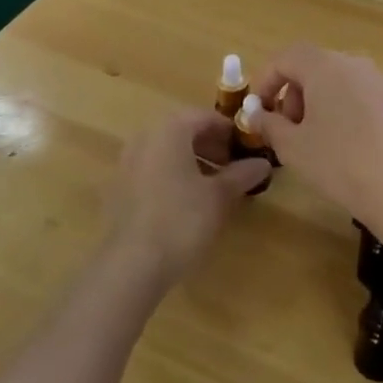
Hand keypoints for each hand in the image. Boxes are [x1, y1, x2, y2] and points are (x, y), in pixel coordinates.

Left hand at [108, 110, 272, 281]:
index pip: (205, 117)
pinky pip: (152, 169)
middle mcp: (145, 138)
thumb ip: (242, 174)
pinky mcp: (119, 188)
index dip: (230, 131)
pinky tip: (188, 202)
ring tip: (215, 187)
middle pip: (184, 131)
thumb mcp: (220, 196)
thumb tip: (263, 163)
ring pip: (167, 151)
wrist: (131, 265)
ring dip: (193, 161)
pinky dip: (173, 175)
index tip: (248, 149)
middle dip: (212, 146)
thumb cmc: (182, 220)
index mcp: (169, 130)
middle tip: (234, 168)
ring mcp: (127, 162)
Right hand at [251, 45, 382, 237]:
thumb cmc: (336, 164)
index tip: (259, 109)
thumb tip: (255, 113)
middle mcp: (355, 62)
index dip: (267, 79)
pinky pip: (365, 93)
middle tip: (289, 127)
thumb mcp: (291, 146)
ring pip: (342, 78)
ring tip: (319, 134)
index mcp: (325, 67)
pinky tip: (352, 139)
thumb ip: (267, 123)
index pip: (287, 57)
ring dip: (322, 98)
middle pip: (315, 66)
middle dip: (295, 92)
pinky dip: (350, 106)